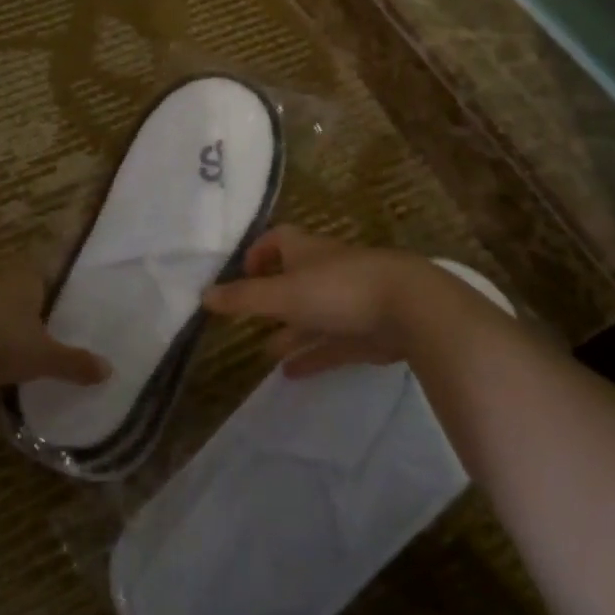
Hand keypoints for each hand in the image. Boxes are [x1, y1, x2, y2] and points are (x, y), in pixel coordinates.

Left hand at [0, 264, 110, 390]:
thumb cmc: (2, 342)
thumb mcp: (44, 357)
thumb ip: (75, 362)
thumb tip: (109, 370)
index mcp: (26, 276)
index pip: (44, 270)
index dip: (52, 285)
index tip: (60, 302)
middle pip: (16, 286)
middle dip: (26, 304)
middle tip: (40, 327)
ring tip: (11, 344)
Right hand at [202, 227, 431, 377]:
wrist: (411, 309)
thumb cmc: (340, 290)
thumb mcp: (284, 294)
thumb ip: (244, 298)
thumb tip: (203, 295)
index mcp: (307, 253)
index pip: (279, 240)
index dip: (259, 251)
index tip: (242, 272)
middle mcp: (326, 272)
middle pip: (294, 280)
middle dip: (271, 298)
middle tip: (248, 320)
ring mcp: (349, 302)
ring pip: (313, 315)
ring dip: (290, 332)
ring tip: (266, 352)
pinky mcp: (367, 332)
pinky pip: (332, 345)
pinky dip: (312, 356)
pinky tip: (291, 375)